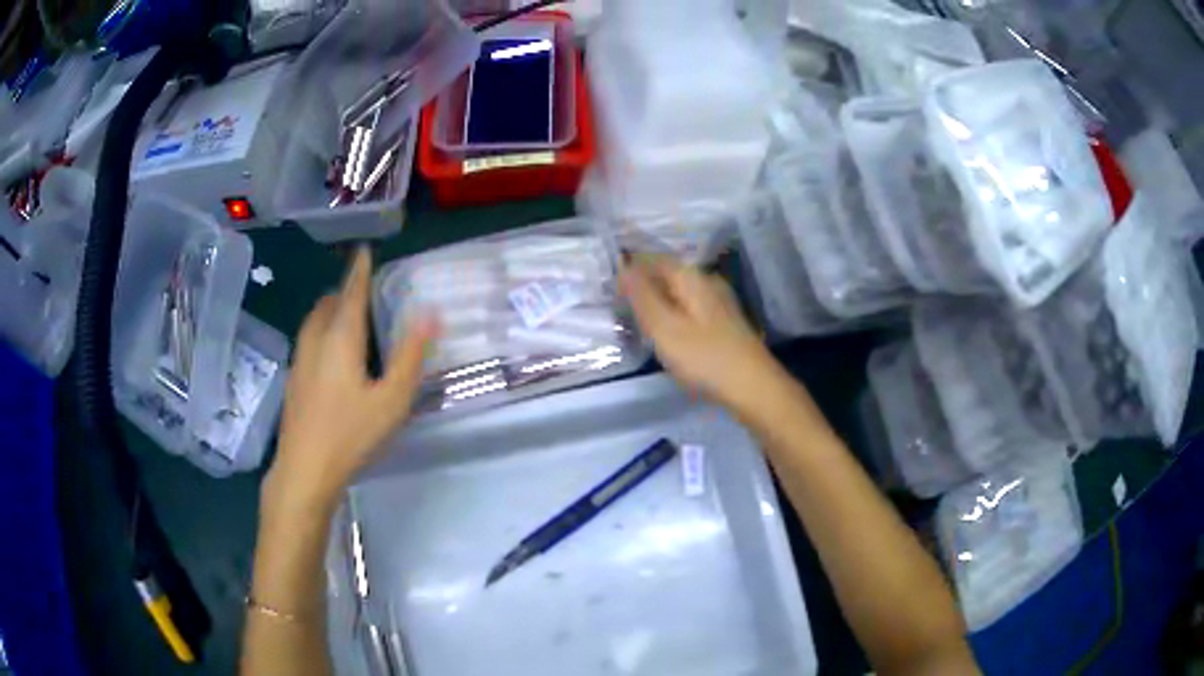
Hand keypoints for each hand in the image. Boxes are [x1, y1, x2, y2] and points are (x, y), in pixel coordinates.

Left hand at [266, 247, 437, 510]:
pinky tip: (333, 356)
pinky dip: (323, 332)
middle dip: (344, 291)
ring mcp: (300, 361)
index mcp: (340, 339)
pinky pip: (309, 340)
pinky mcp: (294, 381)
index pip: (351, 293)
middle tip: (364, 292)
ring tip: (349, 318)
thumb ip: (410, 356)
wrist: (304, 470)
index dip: (360, 270)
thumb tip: (429, 315)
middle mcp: (315, 341)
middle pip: (328, 304)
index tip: (364, 250)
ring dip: (331, 311)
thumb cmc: (351, 434)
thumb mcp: (392, 400)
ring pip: (314, 322)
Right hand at [619, 255, 780, 410]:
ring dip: (657, 301)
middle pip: (667, 274)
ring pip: (678, 292)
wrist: (753, 387)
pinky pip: (689, 308)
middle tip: (618, 306)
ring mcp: (718, 301)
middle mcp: (706, 281)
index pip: (652, 259)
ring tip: (637, 321)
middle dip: (642, 285)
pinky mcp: (724, 322)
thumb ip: (641, 295)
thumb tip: (623, 265)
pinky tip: (666, 333)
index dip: (629, 269)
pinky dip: (672, 314)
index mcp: (691, 277)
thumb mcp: (664, 327)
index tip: (609, 288)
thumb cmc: (704, 357)